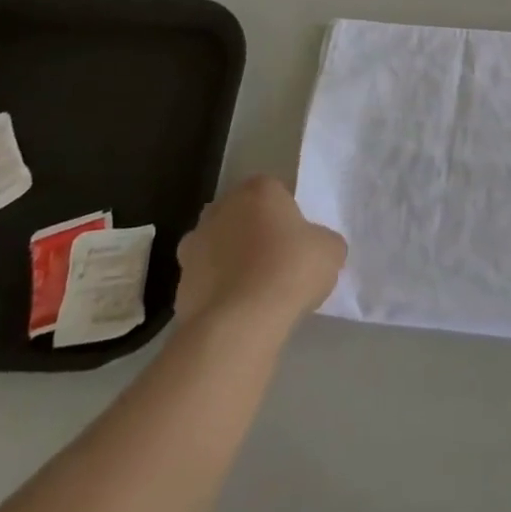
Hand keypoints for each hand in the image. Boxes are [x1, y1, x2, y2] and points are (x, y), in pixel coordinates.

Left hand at [175, 175, 346, 332]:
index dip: (287, 216)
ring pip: (219, 246)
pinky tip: (237, 312)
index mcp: (259, 189)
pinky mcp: (180, 282)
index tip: (297, 241)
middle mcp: (221, 207)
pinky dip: (218, 291)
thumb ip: (324, 241)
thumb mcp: (330, 250)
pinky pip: (206, 280)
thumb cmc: (290, 270)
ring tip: (255, 292)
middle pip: (242, 215)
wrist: (239, 322)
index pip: (275, 192)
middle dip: (254, 233)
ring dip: (232, 261)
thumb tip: (317, 248)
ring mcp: (195, 244)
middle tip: (276, 262)